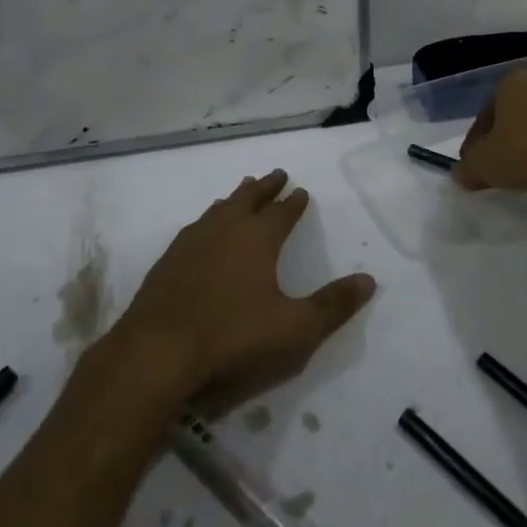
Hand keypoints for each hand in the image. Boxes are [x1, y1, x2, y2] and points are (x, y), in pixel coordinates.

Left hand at [114, 171, 375, 406]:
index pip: (281, 212)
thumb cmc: (233, 337)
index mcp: (257, 238)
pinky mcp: (167, 261)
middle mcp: (224, 230)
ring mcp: (191, 243)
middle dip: (265, 187)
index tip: (301, 191)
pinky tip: (202, 230)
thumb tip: (369, 280)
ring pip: (218, 209)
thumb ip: (333, 305)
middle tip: (275, 174)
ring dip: (234, 198)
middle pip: (248, 199)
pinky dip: (207, 220)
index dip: (293, 202)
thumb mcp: (295, 329)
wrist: (157, 352)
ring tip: (241, 192)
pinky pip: (194, 228)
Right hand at [453, 68, 526, 193]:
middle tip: (507, 158)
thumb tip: (461, 174)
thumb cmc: (524, 153)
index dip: (479, 135)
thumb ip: (468, 167)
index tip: (477, 158)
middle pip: (524, 107)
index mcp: (515, 83)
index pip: (489, 108)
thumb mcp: (482, 164)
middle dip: (515, 129)